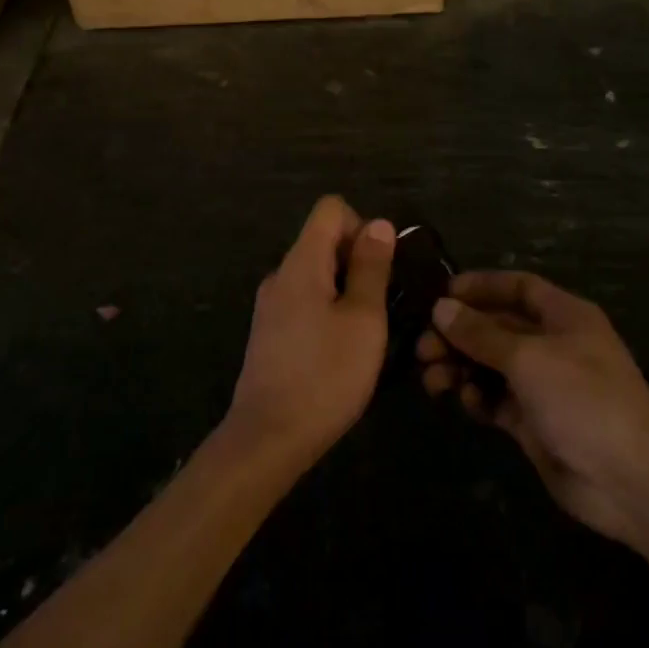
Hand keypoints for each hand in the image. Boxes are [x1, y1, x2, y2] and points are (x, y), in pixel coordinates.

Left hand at [224, 196, 393, 471]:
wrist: (268, 438)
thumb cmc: (325, 375)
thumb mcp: (363, 319)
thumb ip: (371, 267)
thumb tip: (379, 223)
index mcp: (301, 262)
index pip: (330, 209)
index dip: (361, 225)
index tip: (379, 267)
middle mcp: (280, 274)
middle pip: (322, 240)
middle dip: (357, 260)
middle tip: (380, 305)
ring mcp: (270, 304)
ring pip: (315, 274)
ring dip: (345, 289)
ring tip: (365, 331)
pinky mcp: (269, 332)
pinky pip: (304, 300)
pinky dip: (327, 309)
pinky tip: (340, 350)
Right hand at [417, 271, 648, 547]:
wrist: (630, 478)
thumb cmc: (583, 398)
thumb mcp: (528, 357)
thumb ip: (481, 334)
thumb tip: (440, 308)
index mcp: (563, 316)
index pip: (517, 287)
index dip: (481, 287)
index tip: (441, 294)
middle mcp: (552, 344)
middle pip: (497, 327)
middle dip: (460, 334)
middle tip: (424, 348)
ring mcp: (543, 385)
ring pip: (491, 365)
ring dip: (461, 367)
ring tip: (433, 379)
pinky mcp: (533, 422)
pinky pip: (496, 399)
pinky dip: (477, 398)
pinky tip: (463, 402)